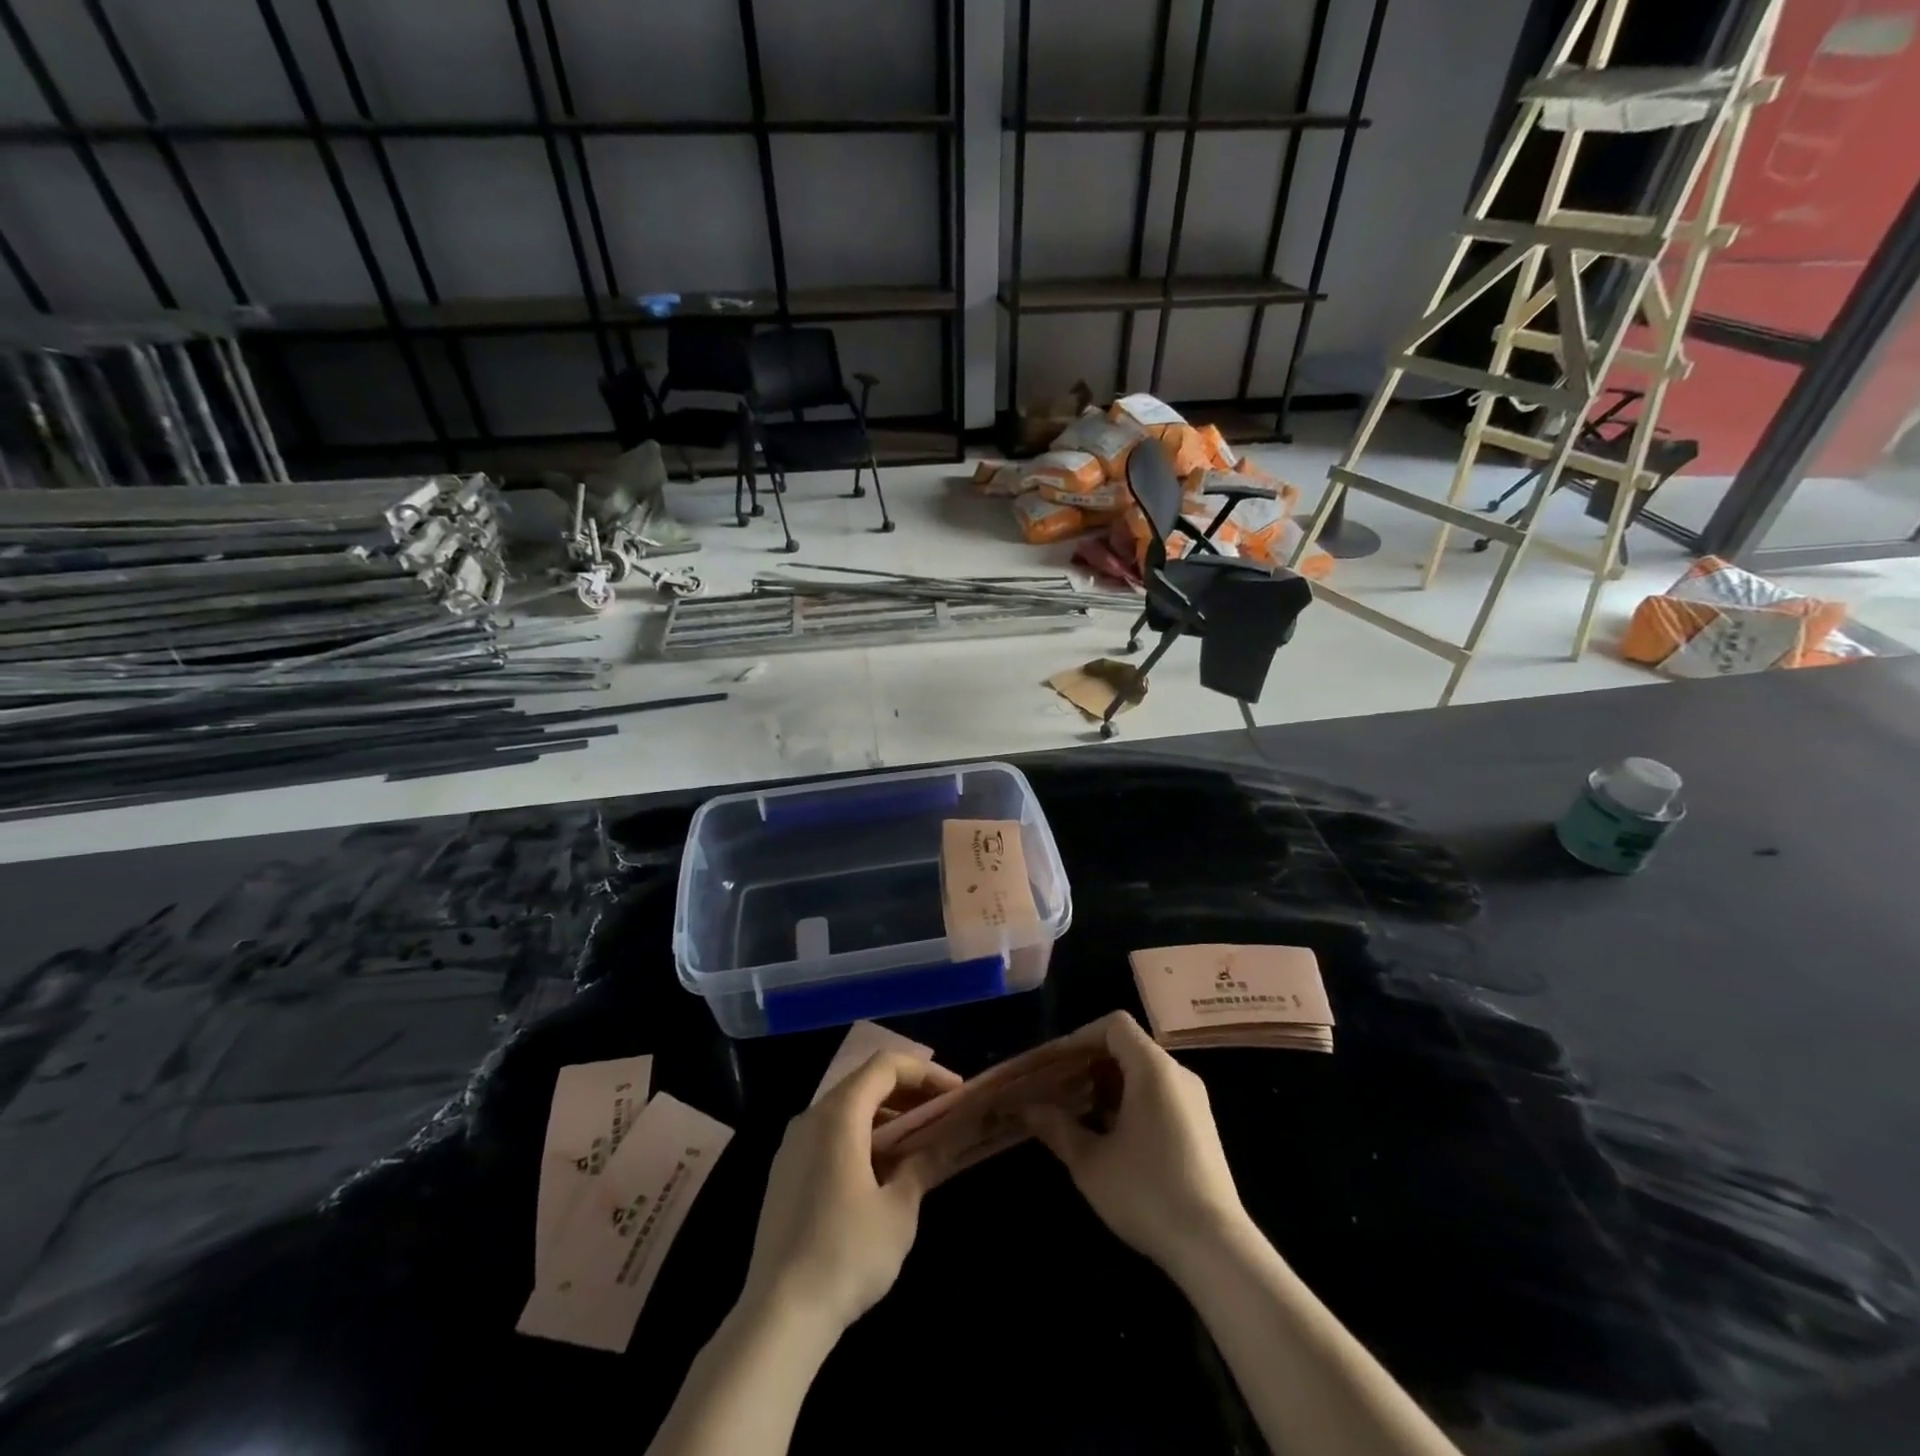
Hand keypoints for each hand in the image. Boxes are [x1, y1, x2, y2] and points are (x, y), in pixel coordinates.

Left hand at [739, 1051, 961, 1337]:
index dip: (925, 1071)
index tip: (956, 1092)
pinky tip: (882, 1170)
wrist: (778, 1316)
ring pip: (846, 1110)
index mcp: (838, 1114)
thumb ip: (922, 1166)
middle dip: (908, 1092)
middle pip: (865, 1082)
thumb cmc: (846, 1254)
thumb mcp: (899, 1211)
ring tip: (919, 1141)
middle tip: (943, 1114)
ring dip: (886, 1116)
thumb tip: (939, 1146)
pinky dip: (862, 1137)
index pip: (886, 1065)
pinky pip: (829, 1135)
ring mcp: (792, 1147)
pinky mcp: (785, 1175)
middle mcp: (811, 1117)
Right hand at [1026, 1012, 1248, 1275]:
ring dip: (1106, 1086)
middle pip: (1127, 1047)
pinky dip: (1128, 1102)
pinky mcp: (1200, 1128)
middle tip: (1057, 1088)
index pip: (1114, 1026)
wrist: (1215, 1248)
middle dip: (1088, 1064)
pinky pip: (1157, 1095)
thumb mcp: (1091, 1162)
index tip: (1054, 1064)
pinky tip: (1108, 1136)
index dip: (1080, 1038)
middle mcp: (1177, 1074)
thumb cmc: (1146, 1193)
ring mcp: (1193, 1101)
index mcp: (1153, 1068)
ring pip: (1142, 1074)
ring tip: (1076, 1113)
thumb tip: (1030, 1110)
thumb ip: (1057, 1128)